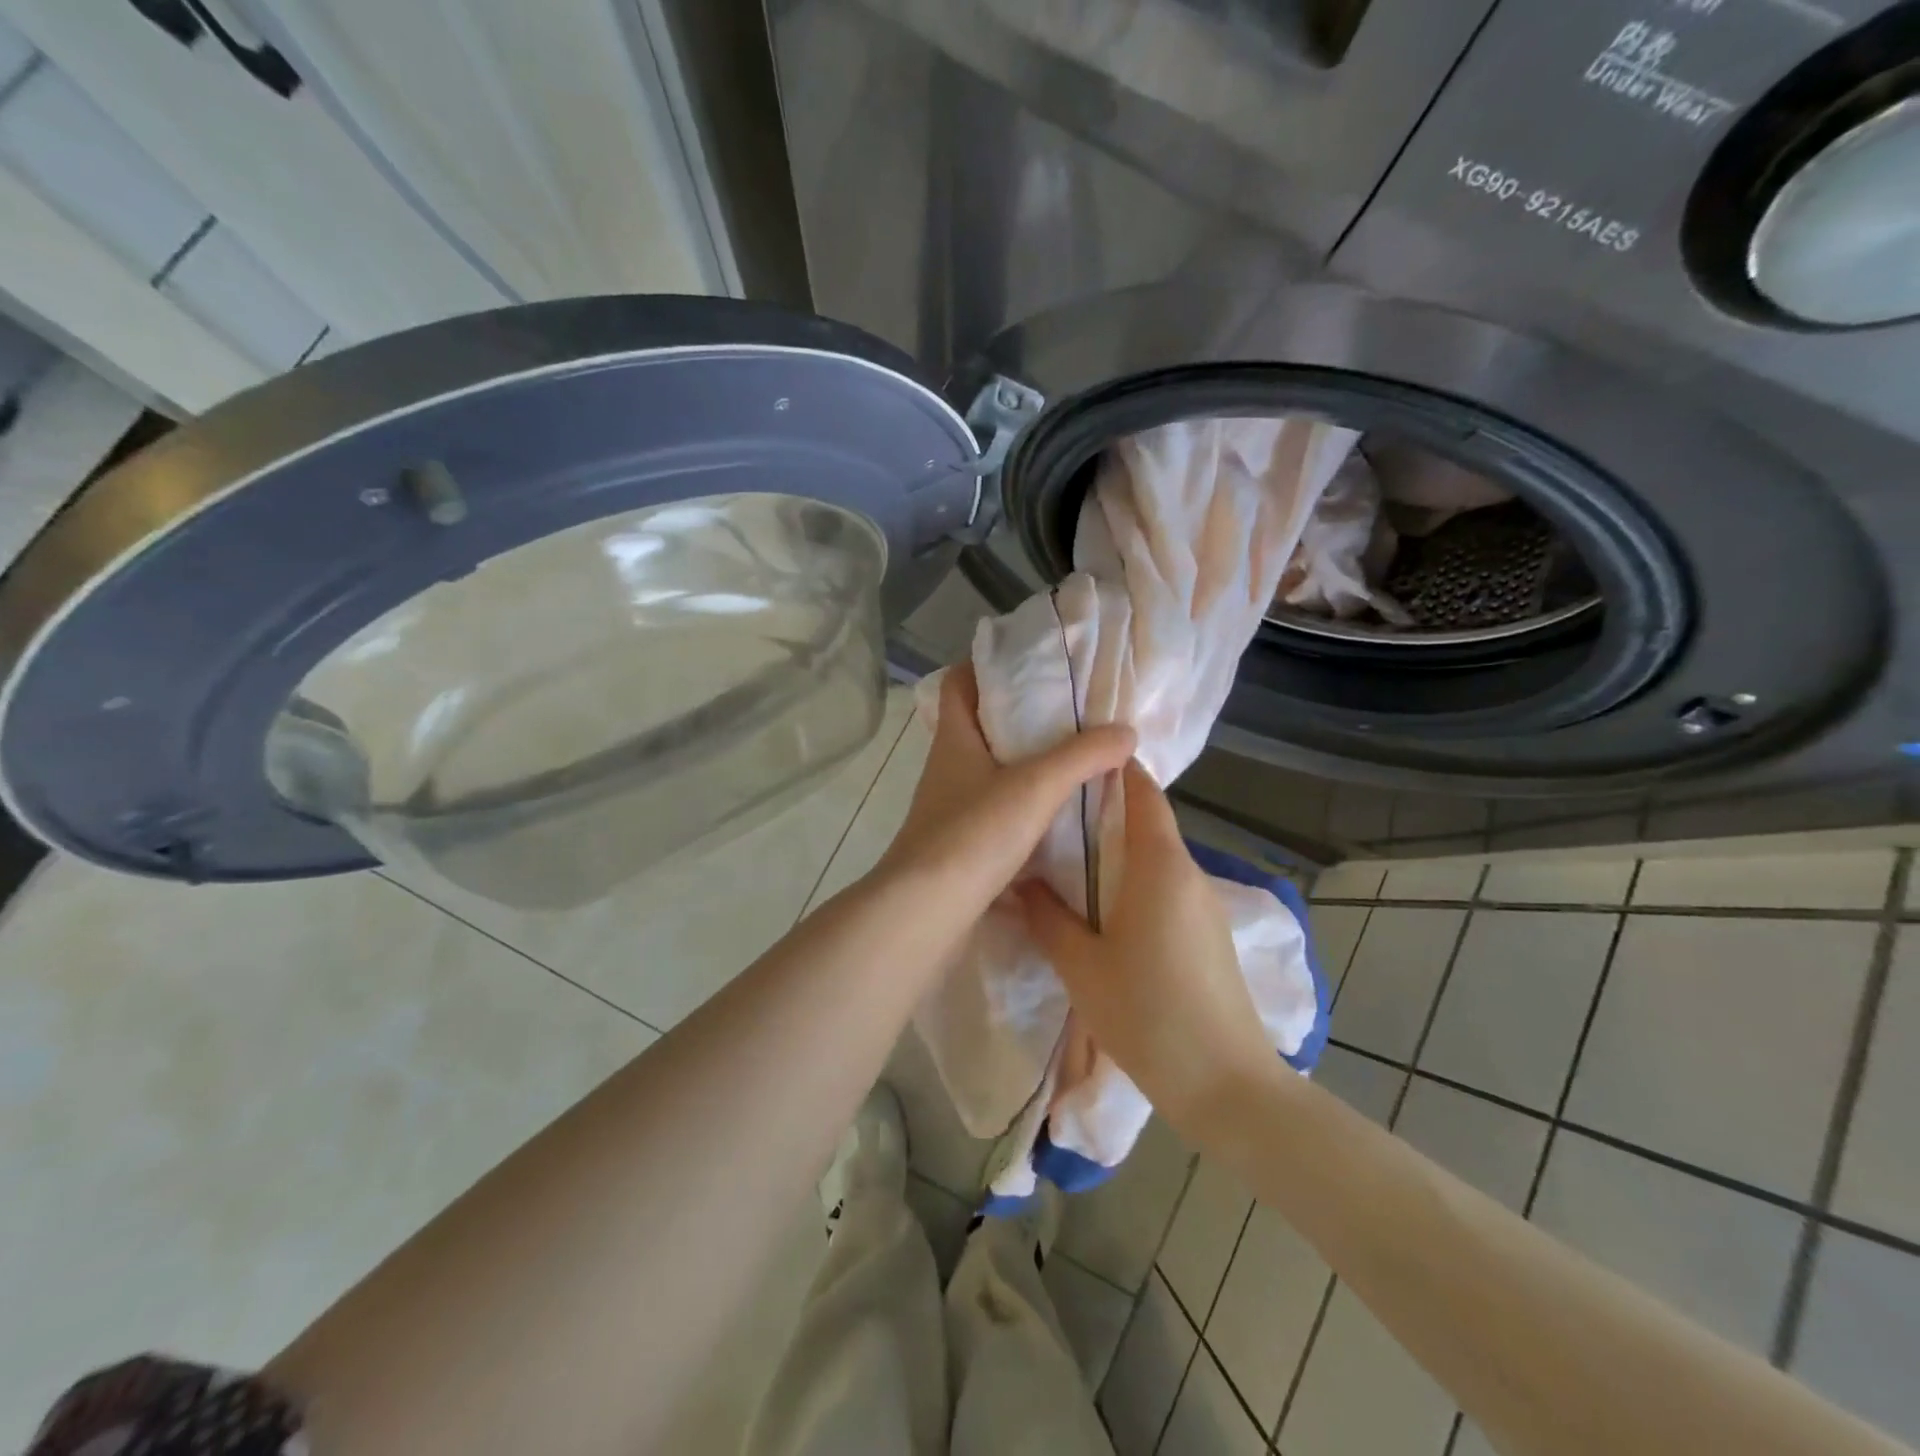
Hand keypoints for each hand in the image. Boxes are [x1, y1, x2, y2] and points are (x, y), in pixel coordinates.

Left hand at [874, 664, 1134, 923]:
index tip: (1030, 665)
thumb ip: (1082, 756)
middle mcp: (949, 770)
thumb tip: (1125, 731)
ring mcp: (952, 811)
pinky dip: (1028, 813)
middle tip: (1072, 716)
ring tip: (1077, 764)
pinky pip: (999, 817)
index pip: (959, 684)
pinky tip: (1063, 820)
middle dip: (1023, 721)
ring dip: (1029, 770)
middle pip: (982, 729)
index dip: (986, 667)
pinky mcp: (962, 848)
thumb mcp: (1035, 786)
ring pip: (993, 776)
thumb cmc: (973, 834)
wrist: (927, 912)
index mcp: (955, 740)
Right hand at [1017, 761, 1277, 1130]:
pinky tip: (1102, 904)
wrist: (1226, 1086)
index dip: (1111, 768)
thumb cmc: (1148, 1015)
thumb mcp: (1082, 966)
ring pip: (1155, 857)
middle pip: (1147, 822)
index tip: (1072, 757)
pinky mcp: (1208, 933)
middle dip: (1103, 809)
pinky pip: (1166, 887)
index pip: (1142, 793)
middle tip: (1050, 808)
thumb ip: (1048, 916)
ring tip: (1066, 854)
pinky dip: (1133, 880)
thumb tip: (1020, 881)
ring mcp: (1204, 904)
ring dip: (1117, 849)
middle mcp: (1188, 873)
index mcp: (1160, 866)